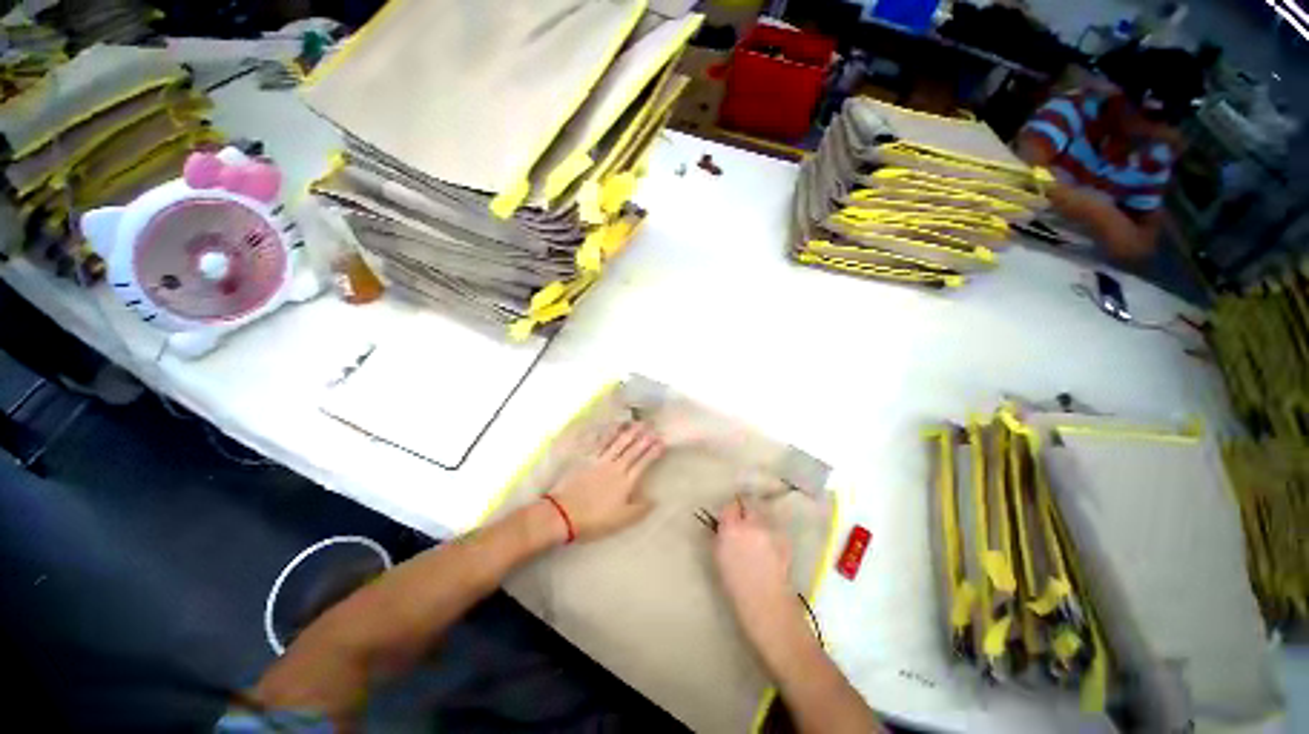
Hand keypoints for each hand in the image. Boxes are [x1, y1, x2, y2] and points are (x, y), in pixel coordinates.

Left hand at [547, 422, 663, 541]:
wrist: (564, 513)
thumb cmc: (595, 519)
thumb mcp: (621, 520)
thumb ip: (640, 509)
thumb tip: (655, 500)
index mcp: (626, 482)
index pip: (643, 463)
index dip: (653, 452)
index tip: (662, 442)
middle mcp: (616, 467)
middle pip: (633, 449)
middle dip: (645, 437)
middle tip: (654, 426)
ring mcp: (601, 460)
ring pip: (618, 442)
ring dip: (630, 431)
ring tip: (638, 422)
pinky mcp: (587, 458)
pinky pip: (600, 442)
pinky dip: (609, 433)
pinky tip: (614, 426)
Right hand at [712, 498, 794, 637]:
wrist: (767, 604)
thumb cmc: (736, 585)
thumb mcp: (719, 558)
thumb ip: (720, 535)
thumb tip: (721, 524)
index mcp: (732, 529)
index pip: (730, 505)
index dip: (729, 511)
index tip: (728, 517)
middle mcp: (752, 523)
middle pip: (749, 501)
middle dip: (744, 506)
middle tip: (741, 518)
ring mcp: (770, 529)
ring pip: (763, 511)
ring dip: (757, 515)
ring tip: (755, 530)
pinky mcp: (784, 537)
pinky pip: (773, 524)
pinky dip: (769, 528)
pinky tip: (767, 542)